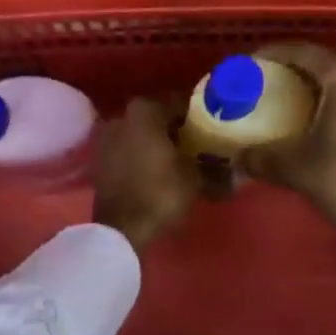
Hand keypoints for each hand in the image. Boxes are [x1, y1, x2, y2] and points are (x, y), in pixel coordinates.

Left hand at [92, 97, 203, 255]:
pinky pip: (128, 150)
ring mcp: (107, 138)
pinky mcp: (100, 160)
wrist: (121, 230)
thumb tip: (235, 171)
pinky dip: (142, 156)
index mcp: (145, 110)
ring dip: (158, 143)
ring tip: (180, 161)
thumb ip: (214, 168)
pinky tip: (159, 172)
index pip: (180, 104)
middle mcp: (122, 116)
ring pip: (141, 134)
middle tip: (198, 146)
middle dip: (177, 130)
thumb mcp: (195, 179)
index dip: (198, 117)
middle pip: (158, 118)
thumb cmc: (161, 193)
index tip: (212, 130)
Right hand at [235, 43, 335, 298]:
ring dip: (317, 86)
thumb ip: (261, 156)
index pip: (301, 51)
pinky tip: (317, 118)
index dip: (272, 54)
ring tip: (288, 100)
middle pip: (324, 62)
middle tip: (267, 82)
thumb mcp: (296, 167)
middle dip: (294, 70)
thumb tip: (236, 157)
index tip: (250, 64)